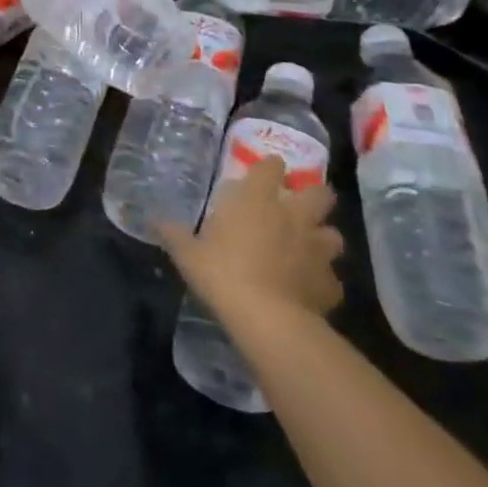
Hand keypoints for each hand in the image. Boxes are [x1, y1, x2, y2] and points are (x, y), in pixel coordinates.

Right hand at [158, 158, 343, 323]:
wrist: (267, 319)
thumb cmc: (223, 274)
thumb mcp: (188, 254)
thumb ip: (174, 234)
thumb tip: (153, 220)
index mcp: (258, 200)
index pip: (272, 167)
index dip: (270, 168)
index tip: (264, 173)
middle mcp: (294, 217)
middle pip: (320, 193)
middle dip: (313, 197)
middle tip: (297, 208)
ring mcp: (317, 250)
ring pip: (333, 235)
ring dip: (322, 239)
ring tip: (307, 249)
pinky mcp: (329, 284)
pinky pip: (330, 279)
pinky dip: (321, 281)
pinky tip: (308, 289)